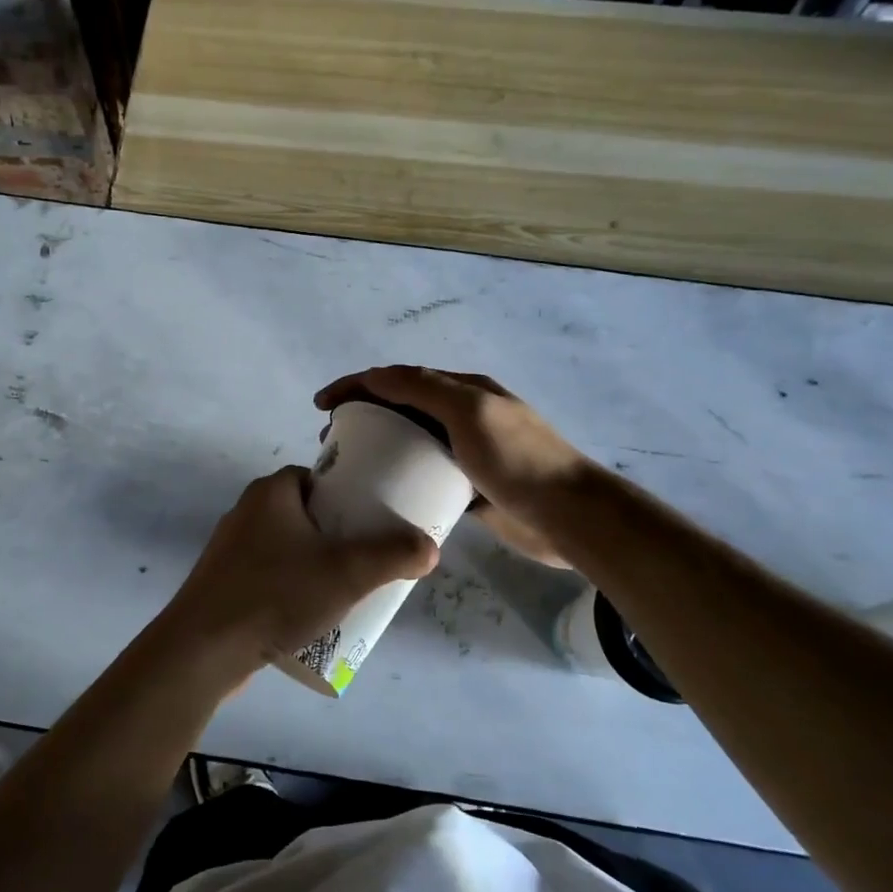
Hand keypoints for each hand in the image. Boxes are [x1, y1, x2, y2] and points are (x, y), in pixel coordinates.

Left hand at [149, 467, 438, 687]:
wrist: (203, 648)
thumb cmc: (276, 594)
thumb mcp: (347, 572)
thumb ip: (393, 555)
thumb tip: (430, 547)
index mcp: (271, 492)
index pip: (316, 478)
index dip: (347, 495)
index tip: (372, 520)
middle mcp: (246, 512)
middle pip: (305, 513)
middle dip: (337, 534)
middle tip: (367, 559)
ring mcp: (230, 549)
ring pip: (286, 547)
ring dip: (314, 563)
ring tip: (346, 590)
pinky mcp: (222, 583)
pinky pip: (267, 575)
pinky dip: (290, 586)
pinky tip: (308, 614)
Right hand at [315, 366, 587, 568]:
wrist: (570, 516)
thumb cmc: (517, 459)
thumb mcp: (470, 412)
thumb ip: (423, 388)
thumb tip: (374, 375)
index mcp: (464, 390)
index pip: (399, 378)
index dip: (357, 385)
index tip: (322, 405)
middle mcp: (464, 415)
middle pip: (402, 407)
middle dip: (362, 415)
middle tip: (332, 441)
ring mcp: (468, 452)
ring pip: (411, 443)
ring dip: (378, 447)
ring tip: (349, 467)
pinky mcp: (470, 487)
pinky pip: (426, 475)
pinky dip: (400, 478)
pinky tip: (382, 493)